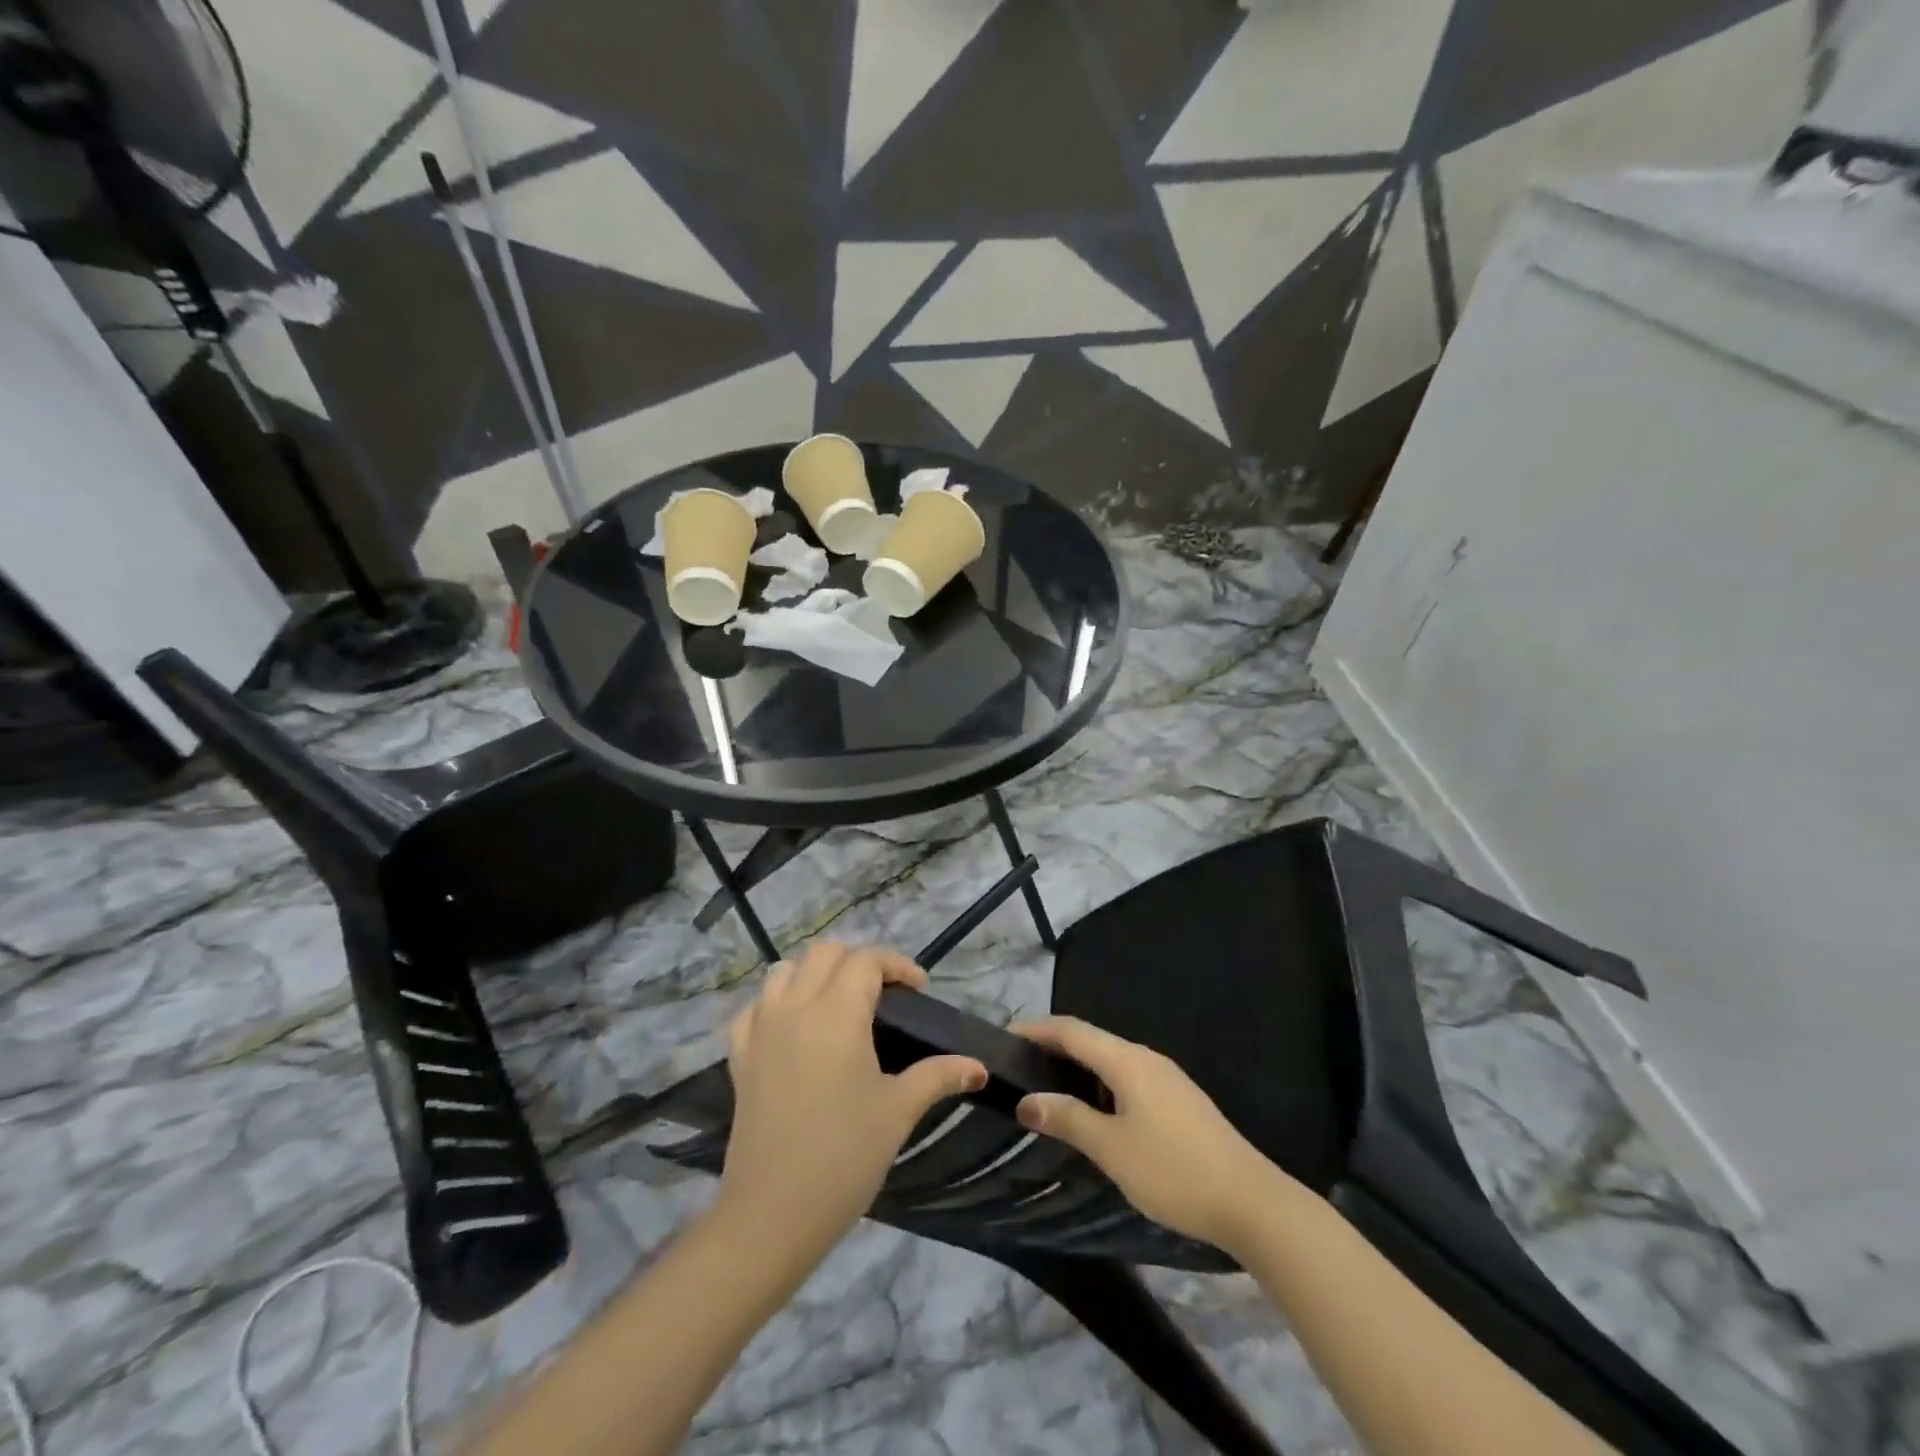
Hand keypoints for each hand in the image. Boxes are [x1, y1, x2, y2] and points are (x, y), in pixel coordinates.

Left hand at [719, 943, 986, 1256]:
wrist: (772, 1214)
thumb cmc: (844, 1156)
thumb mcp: (899, 1111)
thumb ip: (939, 1076)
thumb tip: (978, 1066)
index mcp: (837, 1012)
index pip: (866, 960)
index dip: (897, 964)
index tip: (919, 990)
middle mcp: (796, 1007)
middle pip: (825, 953)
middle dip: (858, 962)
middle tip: (883, 996)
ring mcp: (761, 1030)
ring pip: (784, 971)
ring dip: (814, 975)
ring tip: (839, 1006)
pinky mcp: (740, 1057)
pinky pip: (754, 1009)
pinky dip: (776, 1004)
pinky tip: (792, 1030)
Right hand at [1011, 1017, 1297, 1253]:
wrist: (1252, 1202)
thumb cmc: (1174, 1171)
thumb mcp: (1111, 1149)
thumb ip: (1068, 1119)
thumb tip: (1027, 1100)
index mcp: (1127, 1061)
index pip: (1071, 1030)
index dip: (1037, 1029)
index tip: (1005, 1037)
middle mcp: (1146, 1058)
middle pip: (1091, 1039)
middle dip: (1054, 1046)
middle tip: (1019, 1065)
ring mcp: (1166, 1078)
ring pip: (1110, 1060)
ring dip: (1077, 1067)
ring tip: (1047, 1087)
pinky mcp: (1178, 1101)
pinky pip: (1127, 1077)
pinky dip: (1099, 1083)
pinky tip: (1092, 1110)